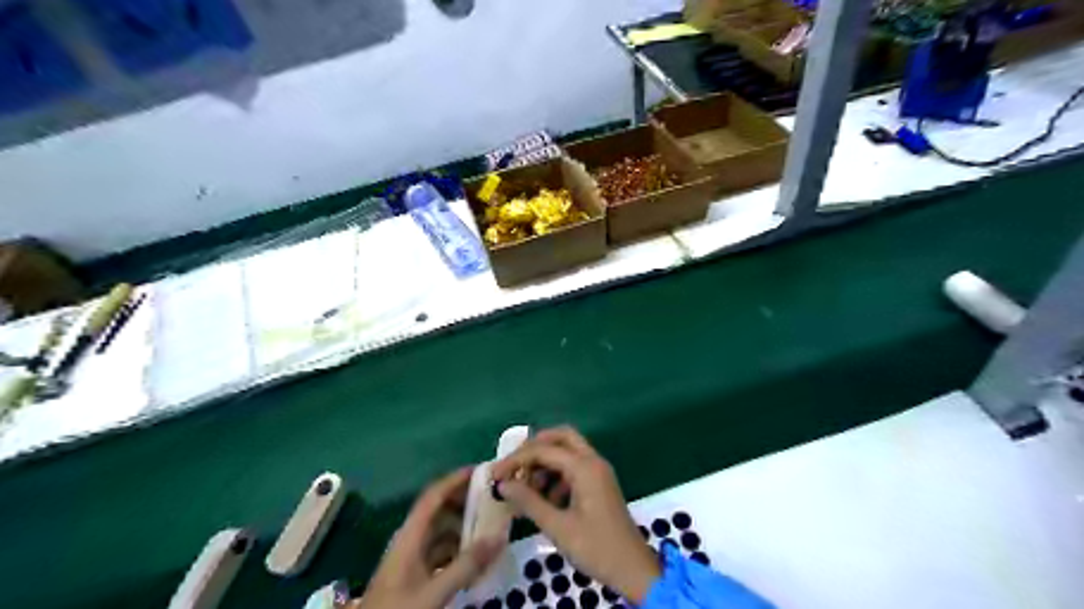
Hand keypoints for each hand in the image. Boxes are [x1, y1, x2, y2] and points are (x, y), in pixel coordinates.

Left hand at [357, 469, 507, 608]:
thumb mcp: (434, 591)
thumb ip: (466, 566)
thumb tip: (498, 537)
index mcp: (410, 535)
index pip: (433, 496)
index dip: (455, 480)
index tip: (481, 471)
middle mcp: (410, 539)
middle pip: (439, 510)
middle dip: (465, 501)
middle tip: (494, 498)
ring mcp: (411, 558)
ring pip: (441, 531)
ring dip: (464, 526)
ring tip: (491, 526)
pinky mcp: (414, 575)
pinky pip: (441, 551)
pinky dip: (459, 548)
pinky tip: (476, 557)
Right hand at [493, 429, 659, 602]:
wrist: (633, 569)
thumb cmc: (596, 547)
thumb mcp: (558, 527)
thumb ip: (529, 502)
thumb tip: (503, 484)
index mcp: (585, 467)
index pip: (544, 450)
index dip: (517, 459)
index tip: (495, 474)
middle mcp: (593, 461)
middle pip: (561, 437)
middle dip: (535, 447)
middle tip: (514, 466)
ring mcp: (598, 472)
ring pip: (568, 452)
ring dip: (545, 463)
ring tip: (526, 489)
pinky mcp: (598, 484)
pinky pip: (574, 468)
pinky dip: (556, 476)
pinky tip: (544, 501)